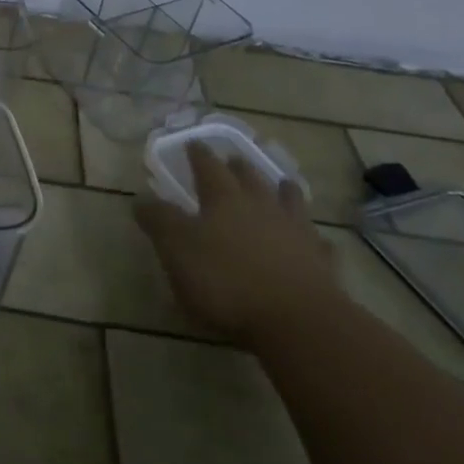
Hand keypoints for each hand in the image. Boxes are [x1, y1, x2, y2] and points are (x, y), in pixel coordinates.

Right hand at [133, 142, 342, 344]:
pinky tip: (315, 240)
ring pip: (290, 202)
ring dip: (284, 191)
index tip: (193, 143)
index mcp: (223, 200)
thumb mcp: (176, 249)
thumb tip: (141, 198)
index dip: (199, 155)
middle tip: (234, 159)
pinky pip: (318, 243)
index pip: (208, 167)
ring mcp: (296, 233)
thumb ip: (159, 221)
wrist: (297, 320)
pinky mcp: (321, 263)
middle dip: (239, 167)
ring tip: (282, 183)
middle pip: (250, 179)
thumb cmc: (225, 281)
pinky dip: (314, 238)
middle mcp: (261, 207)